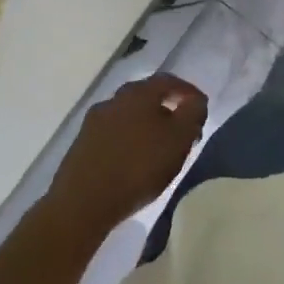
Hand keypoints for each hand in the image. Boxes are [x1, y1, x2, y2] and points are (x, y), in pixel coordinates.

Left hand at [47, 73, 208, 234]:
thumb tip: (196, 100)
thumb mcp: (178, 140)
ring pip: (129, 115)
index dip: (188, 92)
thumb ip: (193, 115)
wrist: (82, 203)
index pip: (169, 81)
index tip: (201, 108)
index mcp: (139, 92)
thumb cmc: (138, 167)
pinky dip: (129, 140)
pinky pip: (114, 134)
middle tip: (182, 129)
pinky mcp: (82, 143)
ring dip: (146, 126)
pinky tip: (133, 160)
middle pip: (147, 97)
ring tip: (159, 148)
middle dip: (167, 109)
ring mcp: (94, 121)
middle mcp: (115, 98)